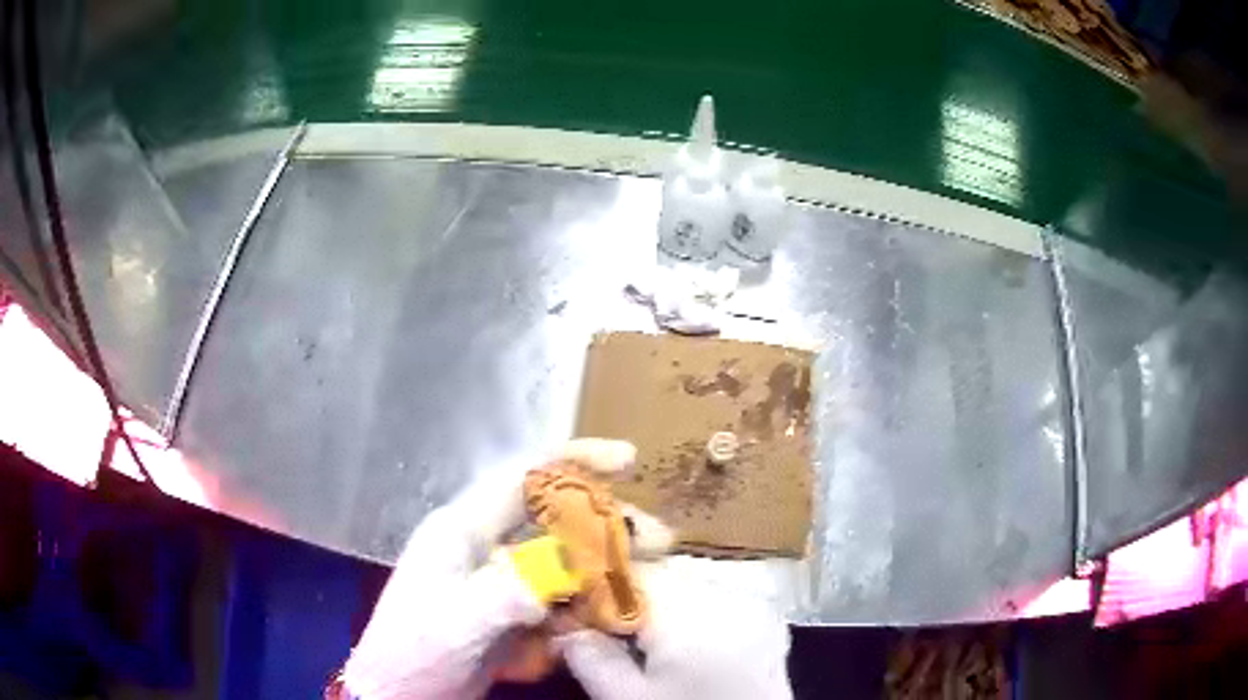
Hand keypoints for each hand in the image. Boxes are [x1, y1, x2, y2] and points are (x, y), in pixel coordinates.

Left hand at [343, 439, 639, 699]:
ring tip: (640, 587)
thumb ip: (504, 595)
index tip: (628, 460)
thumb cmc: (414, 653)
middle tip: (657, 541)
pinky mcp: (508, 609)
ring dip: (601, 569)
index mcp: (462, 531)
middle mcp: (482, 545)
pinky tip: (603, 620)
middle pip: (554, 517)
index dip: (574, 462)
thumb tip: (559, 572)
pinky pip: (557, 595)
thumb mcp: (456, 625)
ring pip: (561, 557)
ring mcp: (497, 578)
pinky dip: (583, 604)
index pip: (522, 478)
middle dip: (606, 524)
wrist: (399, 693)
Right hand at [555, 558, 793, 699]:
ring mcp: (754, 604)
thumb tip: (563, 628)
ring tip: (643, 644)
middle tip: (603, 632)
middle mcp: (729, 592)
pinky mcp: (768, 620)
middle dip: (629, 599)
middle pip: (662, 575)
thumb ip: (591, 658)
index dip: (596, 589)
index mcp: (693, 608)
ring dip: (661, 607)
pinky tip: (683, 645)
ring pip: (690, 586)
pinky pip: (719, 601)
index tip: (574, 612)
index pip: (631, 571)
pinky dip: (694, 615)